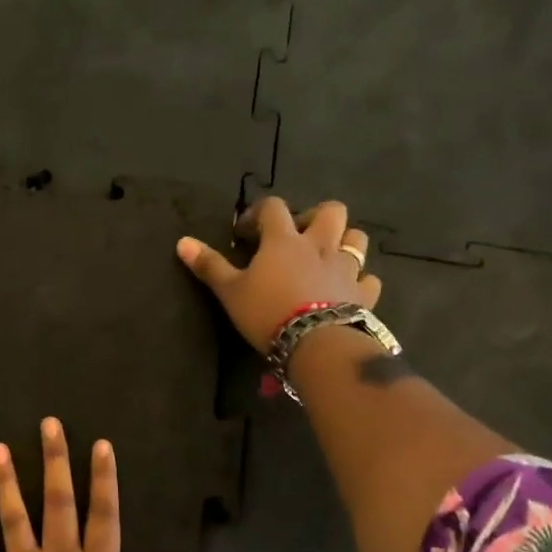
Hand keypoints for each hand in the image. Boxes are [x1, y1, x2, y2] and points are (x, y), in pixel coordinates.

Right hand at [176, 197, 381, 352]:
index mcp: (284, 240)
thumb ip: (209, 265)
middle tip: (299, 236)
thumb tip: (182, 241)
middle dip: (315, 216)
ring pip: (357, 238)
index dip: (259, 213)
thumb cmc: (267, 313)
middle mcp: (319, 245)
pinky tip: (350, 290)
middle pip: (330, 211)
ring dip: (345, 241)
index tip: (247, 233)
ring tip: (328, 257)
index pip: (273, 207)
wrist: (316, 344)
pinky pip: (369, 279)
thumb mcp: (229, 291)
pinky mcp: (363, 294)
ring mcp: (346, 268)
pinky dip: (361, 281)